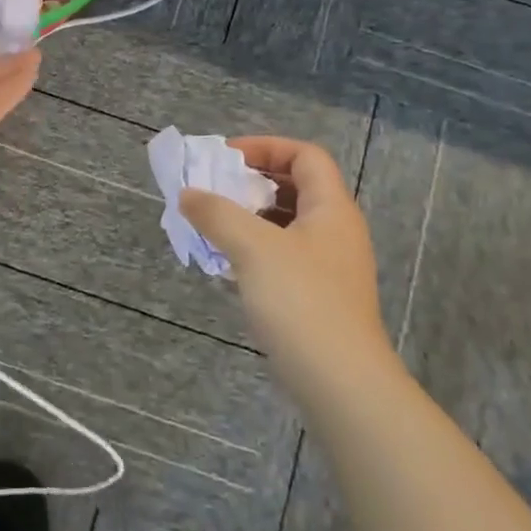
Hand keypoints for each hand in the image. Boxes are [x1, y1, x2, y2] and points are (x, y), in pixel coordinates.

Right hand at [179, 138, 393, 406]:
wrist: (341, 384)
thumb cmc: (300, 301)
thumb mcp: (252, 247)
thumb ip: (217, 214)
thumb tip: (188, 195)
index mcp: (331, 208)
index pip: (305, 155)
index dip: (266, 147)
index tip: (226, 158)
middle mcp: (336, 231)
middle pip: (297, 186)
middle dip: (253, 182)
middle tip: (215, 188)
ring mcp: (330, 266)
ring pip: (288, 223)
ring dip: (251, 217)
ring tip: (214, 224)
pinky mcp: (320, 297)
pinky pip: (285, 255)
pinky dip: (256, 248)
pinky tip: (230, 264)